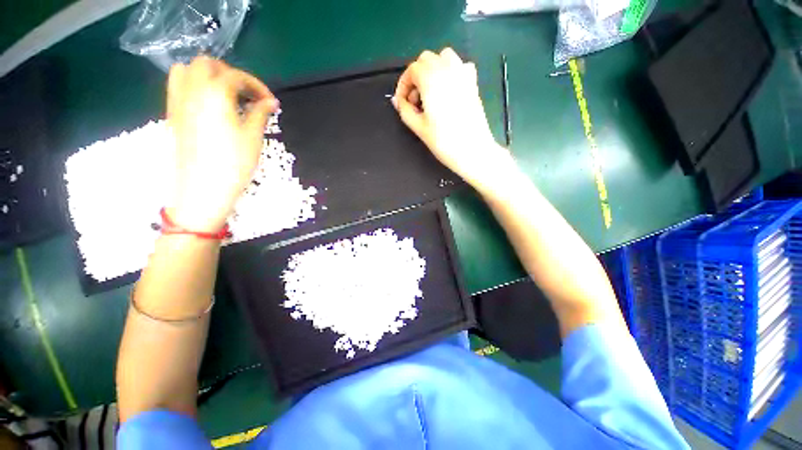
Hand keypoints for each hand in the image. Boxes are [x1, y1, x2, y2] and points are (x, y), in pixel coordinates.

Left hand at [166, 56, 278, 232]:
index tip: (271, 102)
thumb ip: (260, 113)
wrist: (203, 187)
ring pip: (187, 70)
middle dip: (230, 73)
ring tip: (226, 95)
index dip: (257, 86)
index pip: (236, 76)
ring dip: (208, 75)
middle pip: (207, 64)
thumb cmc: (233, 163)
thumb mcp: (253, 137)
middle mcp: (192, 90)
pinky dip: (194, 85)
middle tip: (247, 94)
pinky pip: (178, 86)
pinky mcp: (173, 114)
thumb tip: (270, 102)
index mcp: (215, 94)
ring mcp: (178, 101)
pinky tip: (210, 104)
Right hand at [393, 48, 515, 190]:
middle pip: (426, 59)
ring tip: (431, 93)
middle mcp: (447, 70)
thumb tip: (397, 100)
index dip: (403, 85)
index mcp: (431, 80)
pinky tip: (449, 91)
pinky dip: (451, 72)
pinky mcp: (473, 83)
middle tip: (415, 101)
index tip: (402, 103)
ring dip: (433, 70)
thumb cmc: (444, 142)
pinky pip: (461, 66)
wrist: (472, 151)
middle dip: (416, 77)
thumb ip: (405, 110)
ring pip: (444, 57)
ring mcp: (463, 74)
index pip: (412, 70)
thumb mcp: (419, 127)